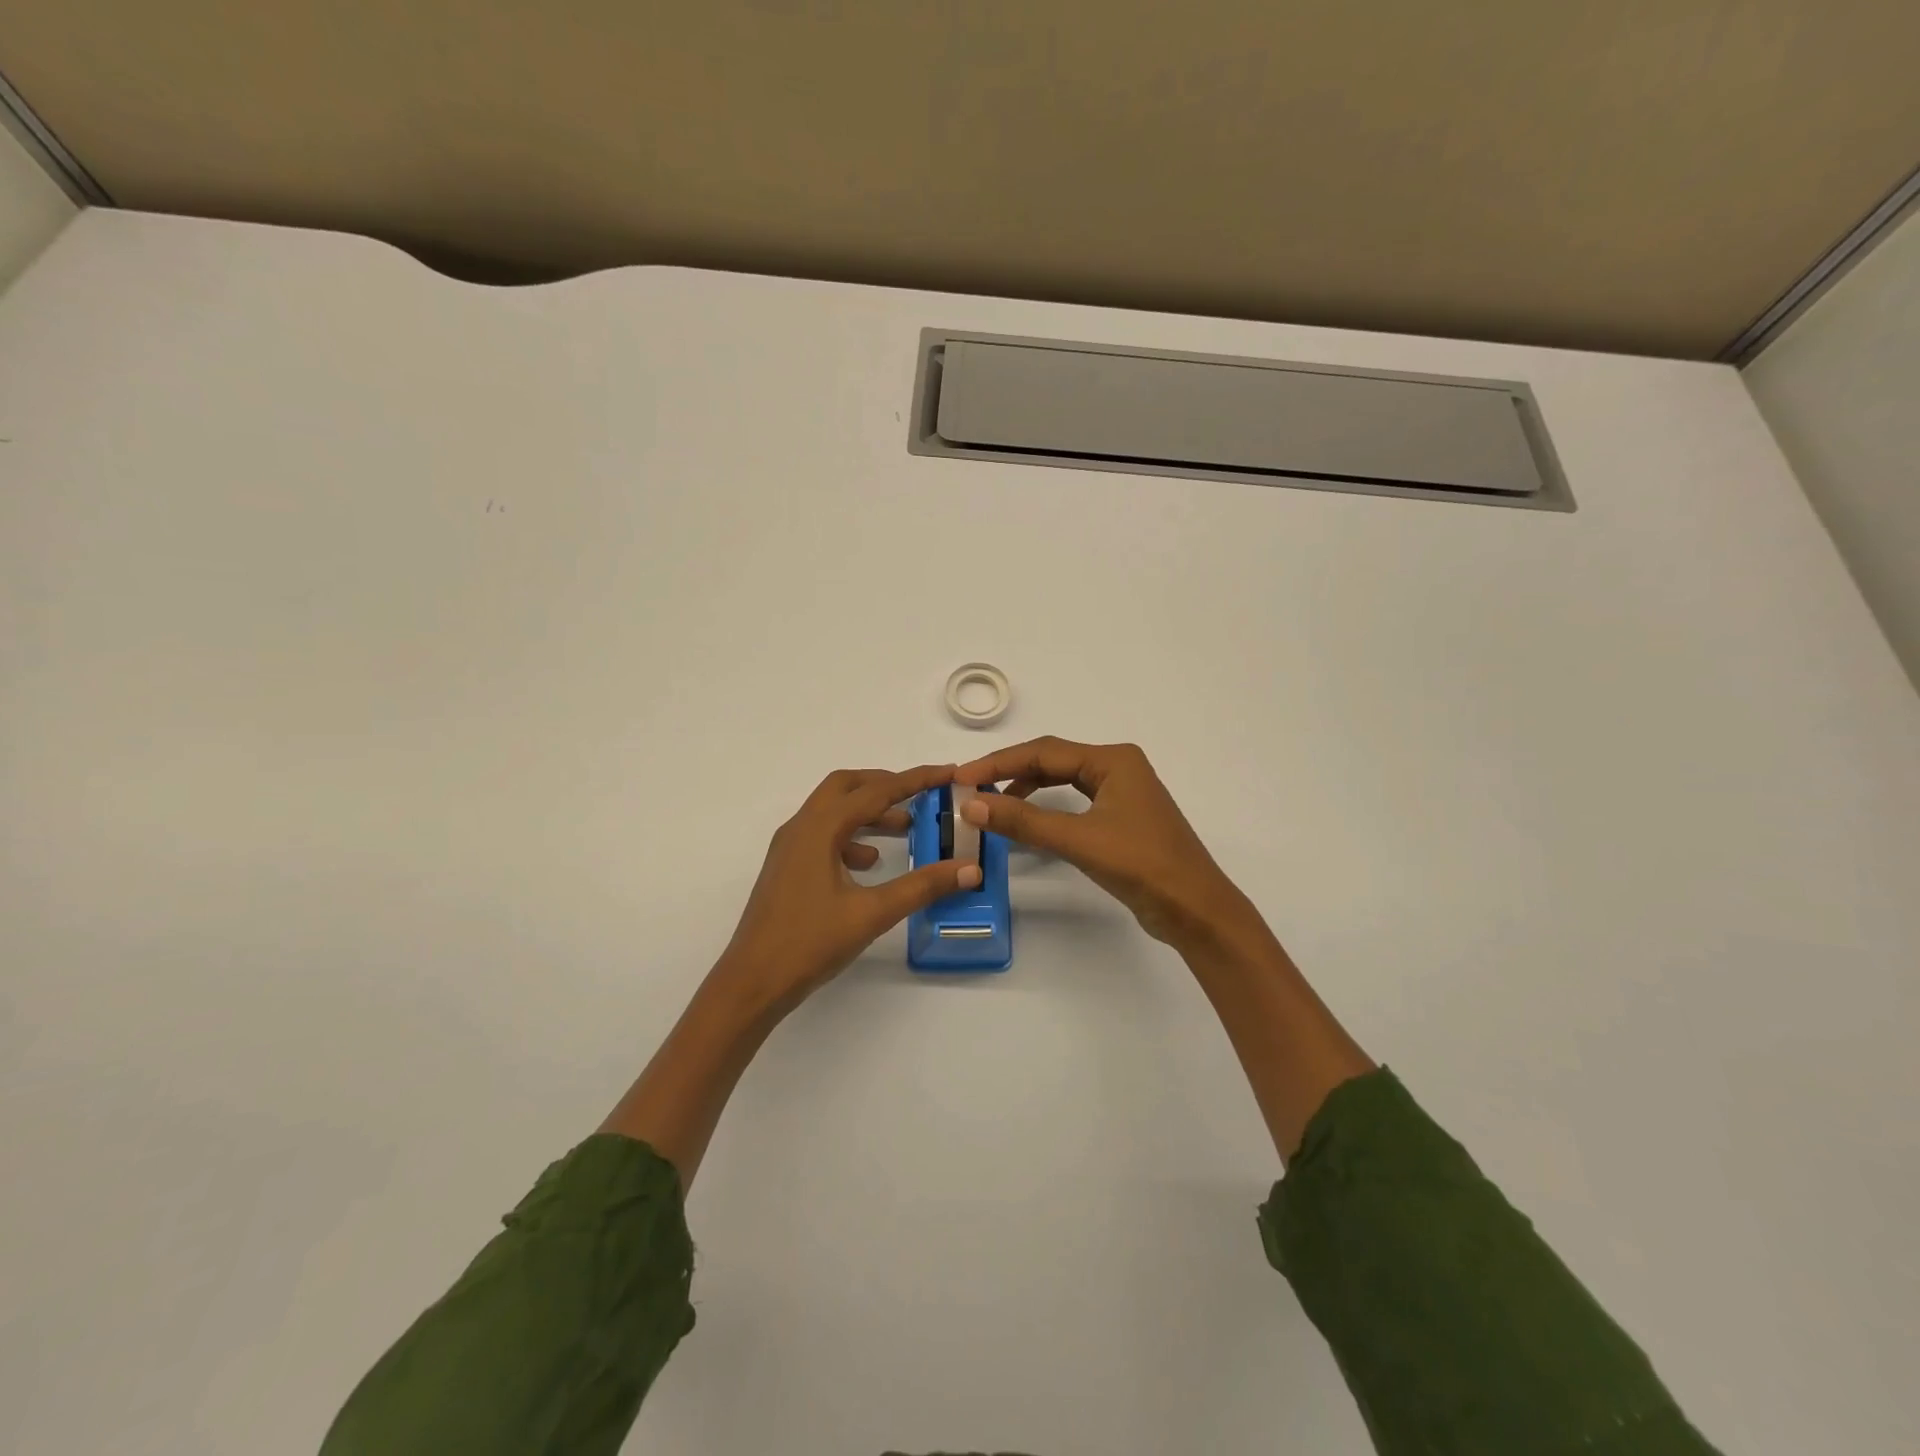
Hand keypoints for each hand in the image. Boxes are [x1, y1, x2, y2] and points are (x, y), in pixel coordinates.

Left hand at [713, 763, 980, 1015]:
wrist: (752, 983)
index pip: (875, 791)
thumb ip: (921, 887)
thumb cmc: (809, 943)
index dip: (915, 780)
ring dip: (869, 812)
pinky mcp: (788, 868)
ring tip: (906, 828)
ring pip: (833, 811)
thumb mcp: (872, 913)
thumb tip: (968, 869)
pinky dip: (852, 837)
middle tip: (921, 794)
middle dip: (886, 785)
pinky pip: (823, 836)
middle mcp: (801, 828)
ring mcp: (790, 848)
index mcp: (819, 829)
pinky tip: (871, 863)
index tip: (948, 773)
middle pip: (846, 787)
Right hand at [956, 737, 1256, 948]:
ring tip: (992, 803)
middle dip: (1010, 772)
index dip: (999, 763)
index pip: (1044, 752)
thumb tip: (972, 805)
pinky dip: (1046, 807)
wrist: (1196, 910)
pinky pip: (1074, 801)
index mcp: (1113, 760)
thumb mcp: (1079, 840)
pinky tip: (1027, 820)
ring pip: (1063, 780)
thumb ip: (1024, 821)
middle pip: (1052, 761)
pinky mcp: (1121, 818)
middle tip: (971, 788)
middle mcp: (1118, 767)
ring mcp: (1122, 793)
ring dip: (1026, 789)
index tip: (962, 777)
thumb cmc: (1143, 866)